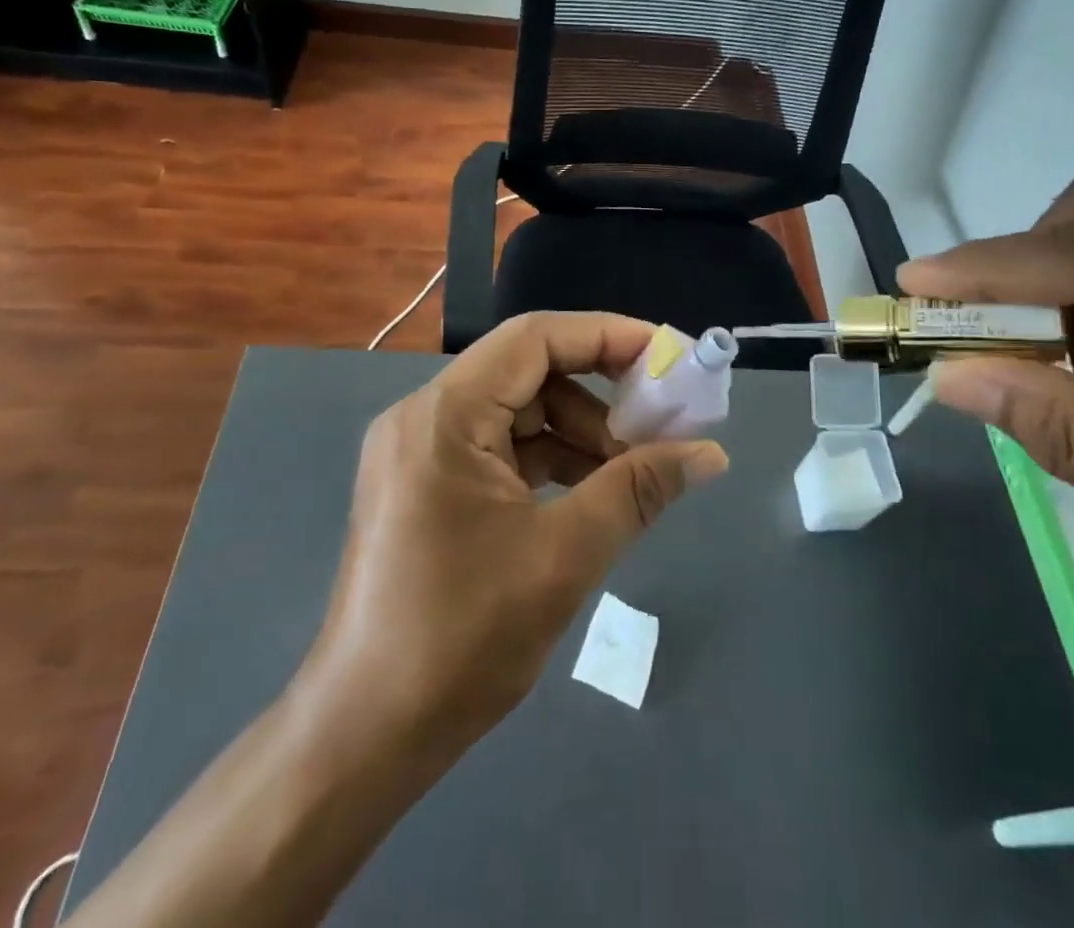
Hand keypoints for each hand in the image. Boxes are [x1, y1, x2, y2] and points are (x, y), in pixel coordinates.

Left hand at [303, 311, 728, 754]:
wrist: (364, 736)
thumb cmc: (461, 639)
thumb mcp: (565, 555)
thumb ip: (639, 490)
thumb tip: (709, 453)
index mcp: (445, 415)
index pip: (536, 338)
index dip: (608, 337)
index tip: (667, 358)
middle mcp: (424, 416)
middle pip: (528, 371)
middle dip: (599, 393)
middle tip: (659, 423)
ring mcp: (419, 450)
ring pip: (516, 410)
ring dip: (577, 431)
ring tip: (630, 472)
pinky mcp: (424, 484)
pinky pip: (498, 446)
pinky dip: (547, 458)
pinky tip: (589, 492)